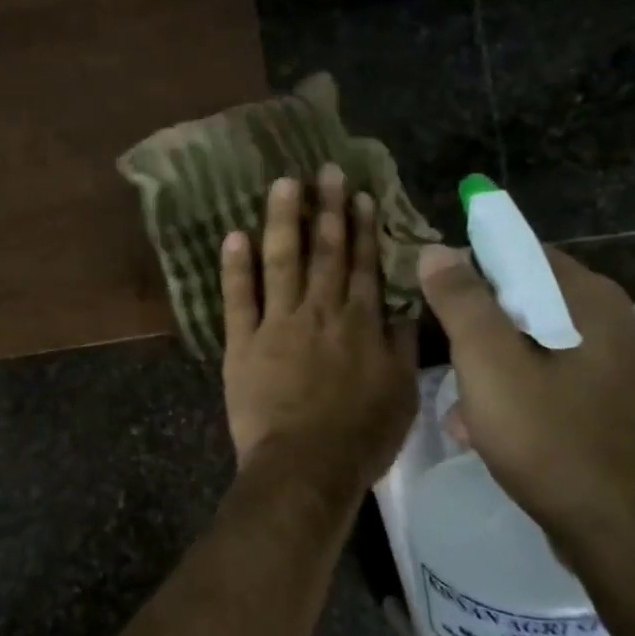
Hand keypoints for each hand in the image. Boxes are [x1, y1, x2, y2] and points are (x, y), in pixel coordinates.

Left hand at [222, 165, 417, 507]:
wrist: (306, 465)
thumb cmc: (359, 436)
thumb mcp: (400, 393)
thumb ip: (400, 346)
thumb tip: (401, 307)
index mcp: (359, 324)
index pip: (362, 265)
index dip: (361, 228)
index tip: (359, 195)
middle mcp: (320, 312)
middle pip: (325, 252)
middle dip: (326, 209)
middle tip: (325, 170)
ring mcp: (277, 323)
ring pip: (281, 262)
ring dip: (283, 220)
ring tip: (283, 183)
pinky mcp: (242, 341)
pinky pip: (237, 297)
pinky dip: (235, 266)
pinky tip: (233, 234)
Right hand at [418, 244, 634, 554]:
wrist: (633, 540)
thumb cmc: (553, 441)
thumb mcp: (490, 365)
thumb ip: (462, 303)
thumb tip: (437, 249)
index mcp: (594, 303)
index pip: (523, 254)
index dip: (474, 269)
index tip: (438, 301)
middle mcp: (623, 326)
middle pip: (532, 304)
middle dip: (481, 330)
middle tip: (448, 361)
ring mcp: (632, 373)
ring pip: (544, 349)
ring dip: (498, 369)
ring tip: (464, 410)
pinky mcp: (628, 413)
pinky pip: (563, 385)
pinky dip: (526, 396)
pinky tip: (496, 433)